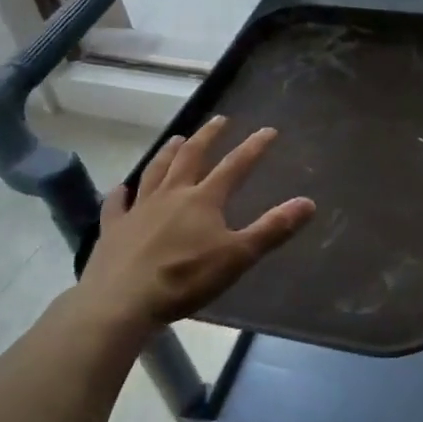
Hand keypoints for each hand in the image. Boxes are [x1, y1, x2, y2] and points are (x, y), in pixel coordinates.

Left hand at [75, 116, 315, 329]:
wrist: (121, 301)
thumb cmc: (185, 278)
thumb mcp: (238, 255)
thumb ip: (273, 228)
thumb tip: (308, 202)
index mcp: (204, 199)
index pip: (235, 166)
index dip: (254, 147)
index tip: (268, 130)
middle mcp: (171, 194)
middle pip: (191, 157)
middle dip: (208, 137)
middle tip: (219, 120)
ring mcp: (139, 209)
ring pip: (155, 172)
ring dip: (168, 153)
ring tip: (177, 139)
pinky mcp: (113, 228)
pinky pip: (117, 204)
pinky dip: (121, 193)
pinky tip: (122, 188)